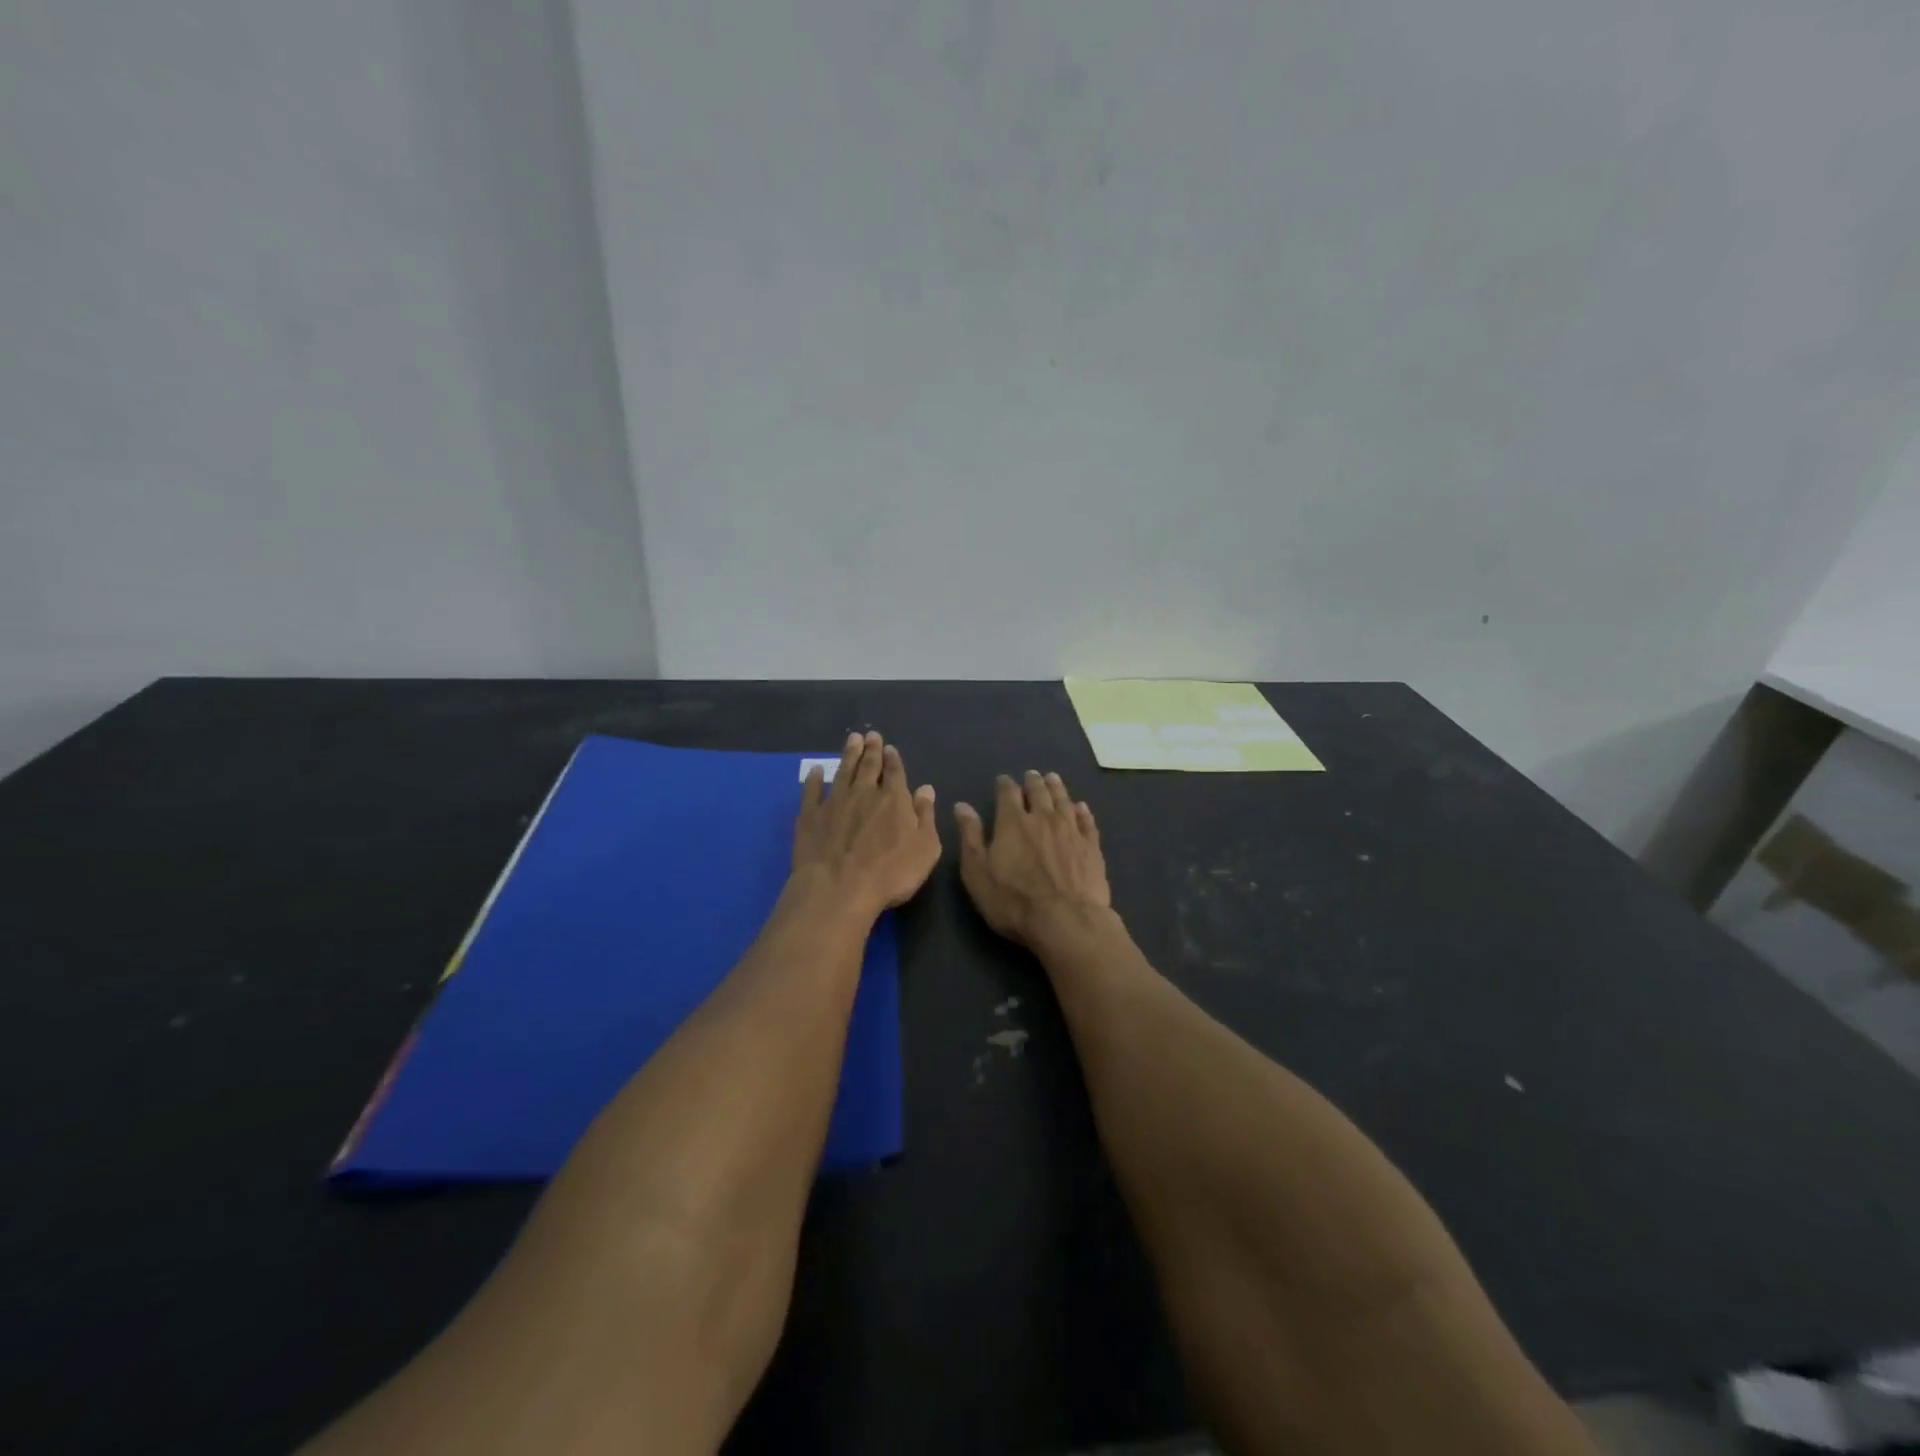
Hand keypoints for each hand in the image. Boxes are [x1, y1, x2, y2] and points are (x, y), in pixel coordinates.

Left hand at [792, 731, 940, 918]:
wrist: (839, 888)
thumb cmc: (891, 873)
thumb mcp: (925, 848)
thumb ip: (926, 816)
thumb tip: (926, 789)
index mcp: (894, 799)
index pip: (894, 772)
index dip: (893, 759)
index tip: (889, 747)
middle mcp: (864, 793)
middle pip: (868, 766)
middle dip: (871, 750)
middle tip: (870, 735)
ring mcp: (834, 802)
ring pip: (843, 772)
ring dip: (848, 755)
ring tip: (852, 740)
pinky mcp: (810, 816)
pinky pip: (811, 792)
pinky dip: (814, 780)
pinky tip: (815, 771)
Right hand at [955, 771, 1111, 946]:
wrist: (1066, 921)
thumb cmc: (1014, 901)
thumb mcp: (978, 872)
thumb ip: (970, 836)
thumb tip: (962, 806)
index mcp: (1013, 822)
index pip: (1008, 793)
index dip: (1005, 784)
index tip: (1003, 780)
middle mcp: (1043, 818)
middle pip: (1039, 792)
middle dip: (1033, 781)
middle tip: (1032, 775)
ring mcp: (1071, 831)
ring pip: (1063, 801)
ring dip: (1057, 788)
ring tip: (1053, 778)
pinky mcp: (1091, 847)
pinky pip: (1087, 822)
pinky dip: (1083, 811)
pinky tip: (1081, 807)